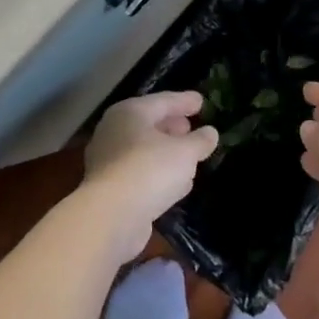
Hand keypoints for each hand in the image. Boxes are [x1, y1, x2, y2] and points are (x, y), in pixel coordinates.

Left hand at [83, 91, 217, 252]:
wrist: (110, 217)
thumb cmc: (149, 170)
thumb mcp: (185, 152)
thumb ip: (200, 141)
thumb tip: (210, 133)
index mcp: (130, 113)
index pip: (162, 101)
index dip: (184, 101)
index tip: (201, 101)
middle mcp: (114, 132)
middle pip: (149, 124)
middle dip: (172, 126)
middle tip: (191, 127)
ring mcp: (108, 161)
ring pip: (144, 150)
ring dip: (165, 152)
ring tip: (187, 156)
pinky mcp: (110, 189)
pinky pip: (140, 173)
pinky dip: (157, 173)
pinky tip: (175, 184)